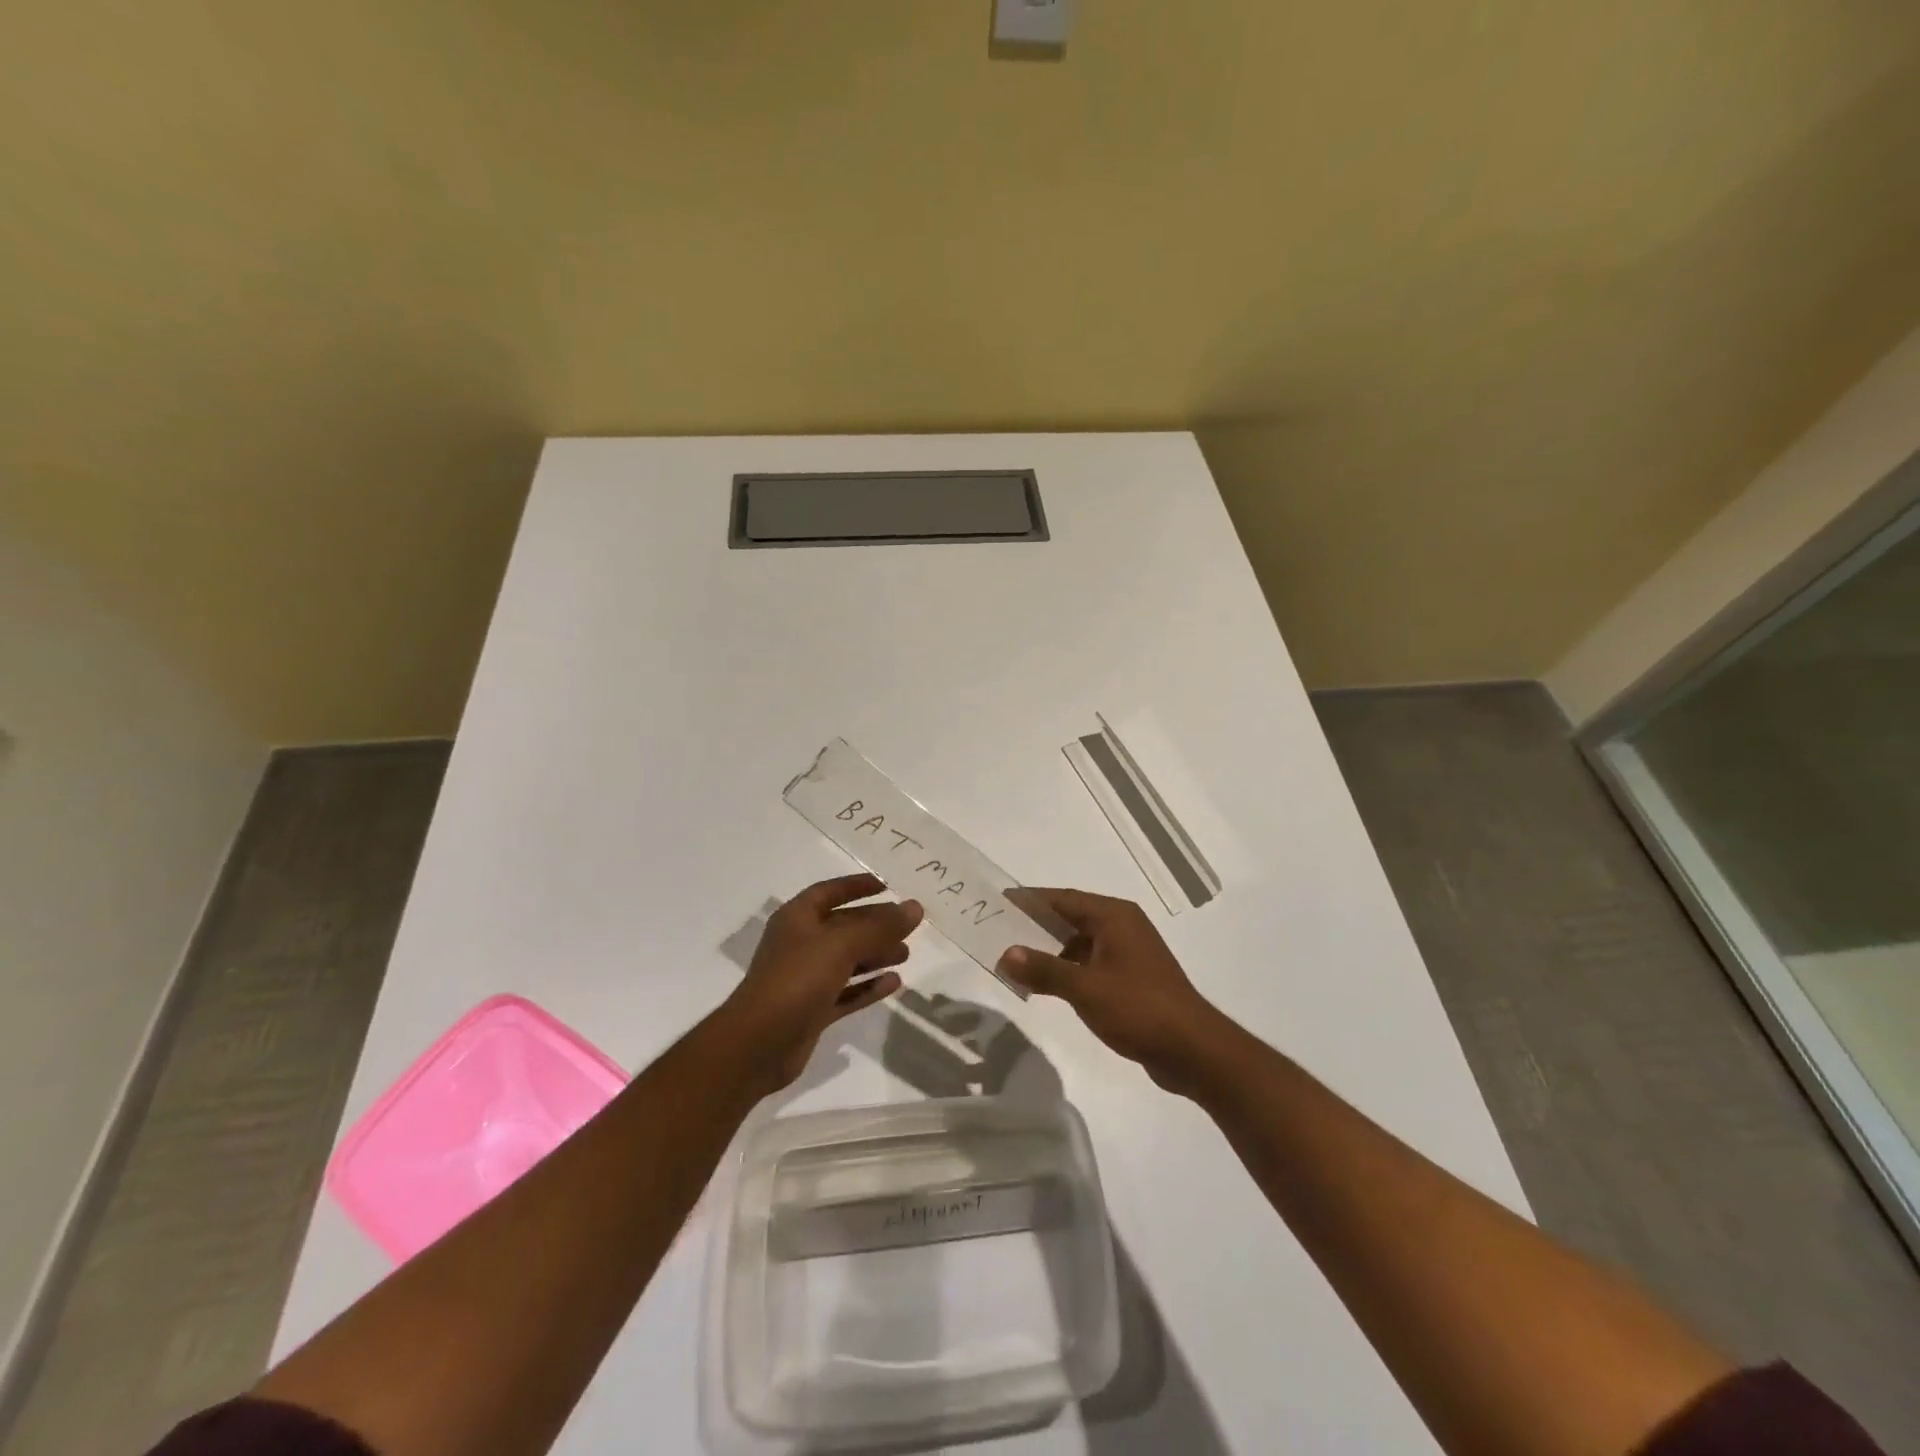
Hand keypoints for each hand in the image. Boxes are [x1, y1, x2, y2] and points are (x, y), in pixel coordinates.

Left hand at [719, 873, 921, 1089]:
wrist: (758, 1044)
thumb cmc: (797, 980)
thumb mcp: (841, 945)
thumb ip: (880, 926)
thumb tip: (915, 907)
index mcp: (797, 919)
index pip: (829, 892)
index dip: (856, 886)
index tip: (887, 887)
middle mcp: (800, 944)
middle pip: (842, 927)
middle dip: (874, 925)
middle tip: (908, 926)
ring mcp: (805, 979)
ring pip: (846, 961)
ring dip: (875, 955)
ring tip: (906, 955)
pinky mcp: (812, 1010)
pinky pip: (846, 992)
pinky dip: (868, 987)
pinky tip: (893, 984)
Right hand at [998, 888, 1227, 1093]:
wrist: (1193, 1050)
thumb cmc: (1139, 1008)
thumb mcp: (1086, 989)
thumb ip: (1044, 970)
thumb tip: (1005, 954)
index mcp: (1114, 916)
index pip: (1062, 899)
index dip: (1030, 900)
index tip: (998, 902)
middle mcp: (1122, 926)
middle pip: (1070, 917)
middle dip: (1035, 925)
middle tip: (997, 931)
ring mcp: (1128, 952)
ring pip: (1079, 942)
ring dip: (1049, 950)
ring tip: (1013, 959)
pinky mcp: (1131, 977)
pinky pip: (1089, 962)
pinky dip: (1066, 968)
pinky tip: (1044, 984)